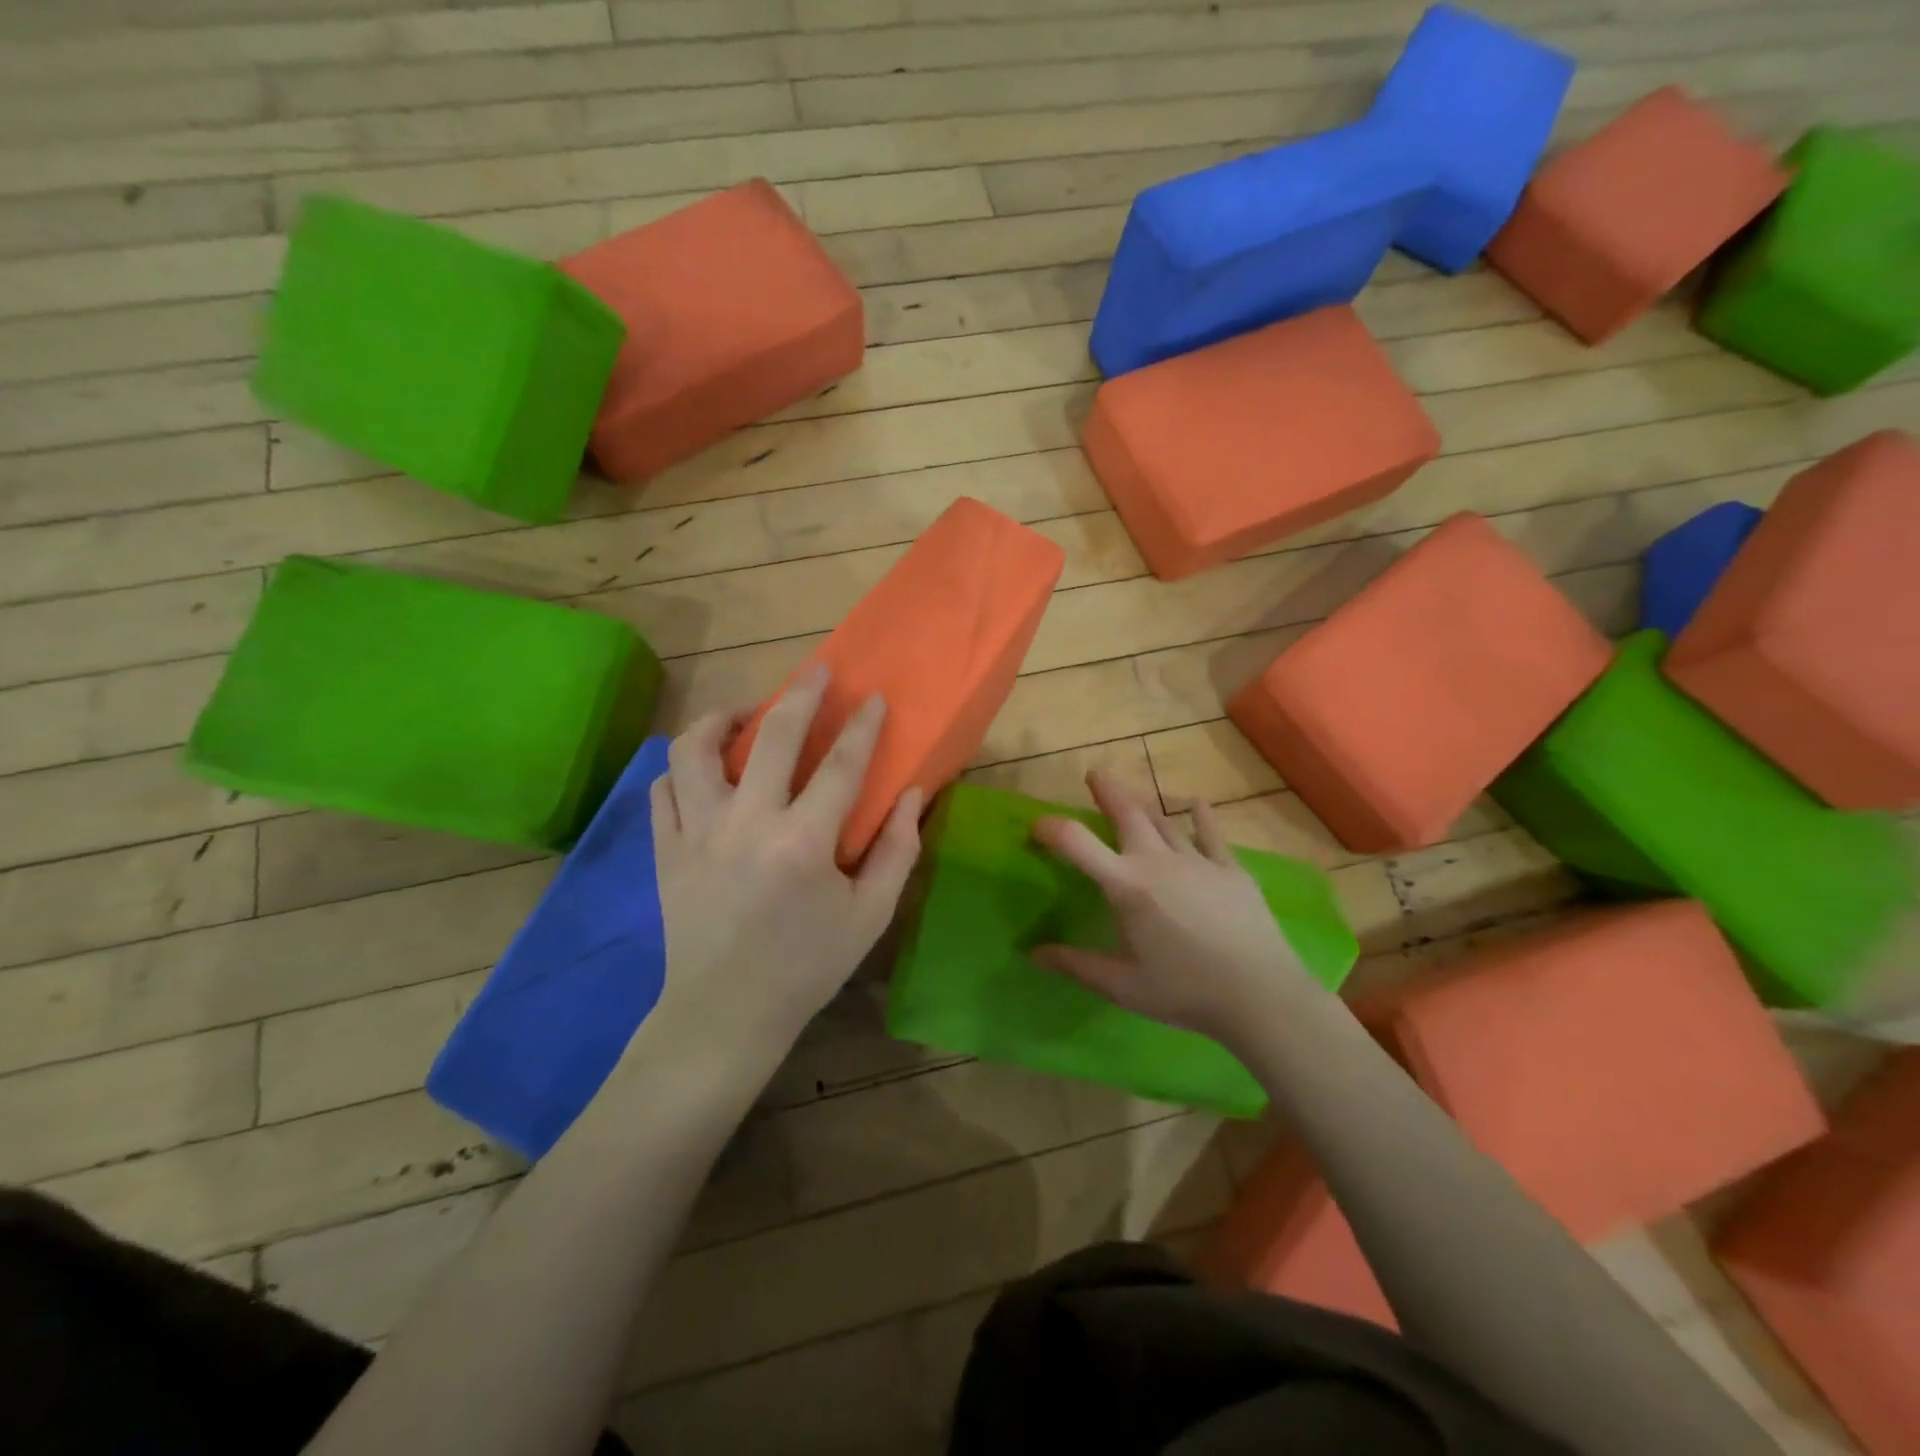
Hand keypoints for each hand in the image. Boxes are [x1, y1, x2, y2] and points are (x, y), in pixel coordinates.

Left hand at [646, 665, 922, 1067]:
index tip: (873, 698)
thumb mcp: (869, 917)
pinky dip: (682, 767)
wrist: (724, 1014)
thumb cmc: (806, 967)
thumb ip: (897, 852)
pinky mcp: (665, 850)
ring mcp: (697, 833)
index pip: (841, 765)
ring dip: (722, 719)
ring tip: (744, 715)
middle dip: (800, 694)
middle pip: (772, 736)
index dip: (862, 726)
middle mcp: (747, 824)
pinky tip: (704, 769)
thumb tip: (912, 795)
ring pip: (695, 750)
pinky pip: (663, 787)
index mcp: (803, 843)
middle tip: (816, 671)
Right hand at [1032, 769, 1318, 1047]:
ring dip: (1145, 804)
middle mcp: (1158, 861)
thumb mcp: (1121, 985)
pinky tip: (1197, 804)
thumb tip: (1033, 953)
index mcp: (1126, 886)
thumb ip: (1075, 965)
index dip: (1051, 828)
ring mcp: (1198, 861)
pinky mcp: (1231, 870)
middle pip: (1128, 814)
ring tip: (1133, 792)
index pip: (1077, 843)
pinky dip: (1200, 816)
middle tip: (1095, 774)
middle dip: (1108, 791)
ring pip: (1165, 821)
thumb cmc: (1185, 991)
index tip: (1036, 826)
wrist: (1261, 995)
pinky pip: (1211, 835)